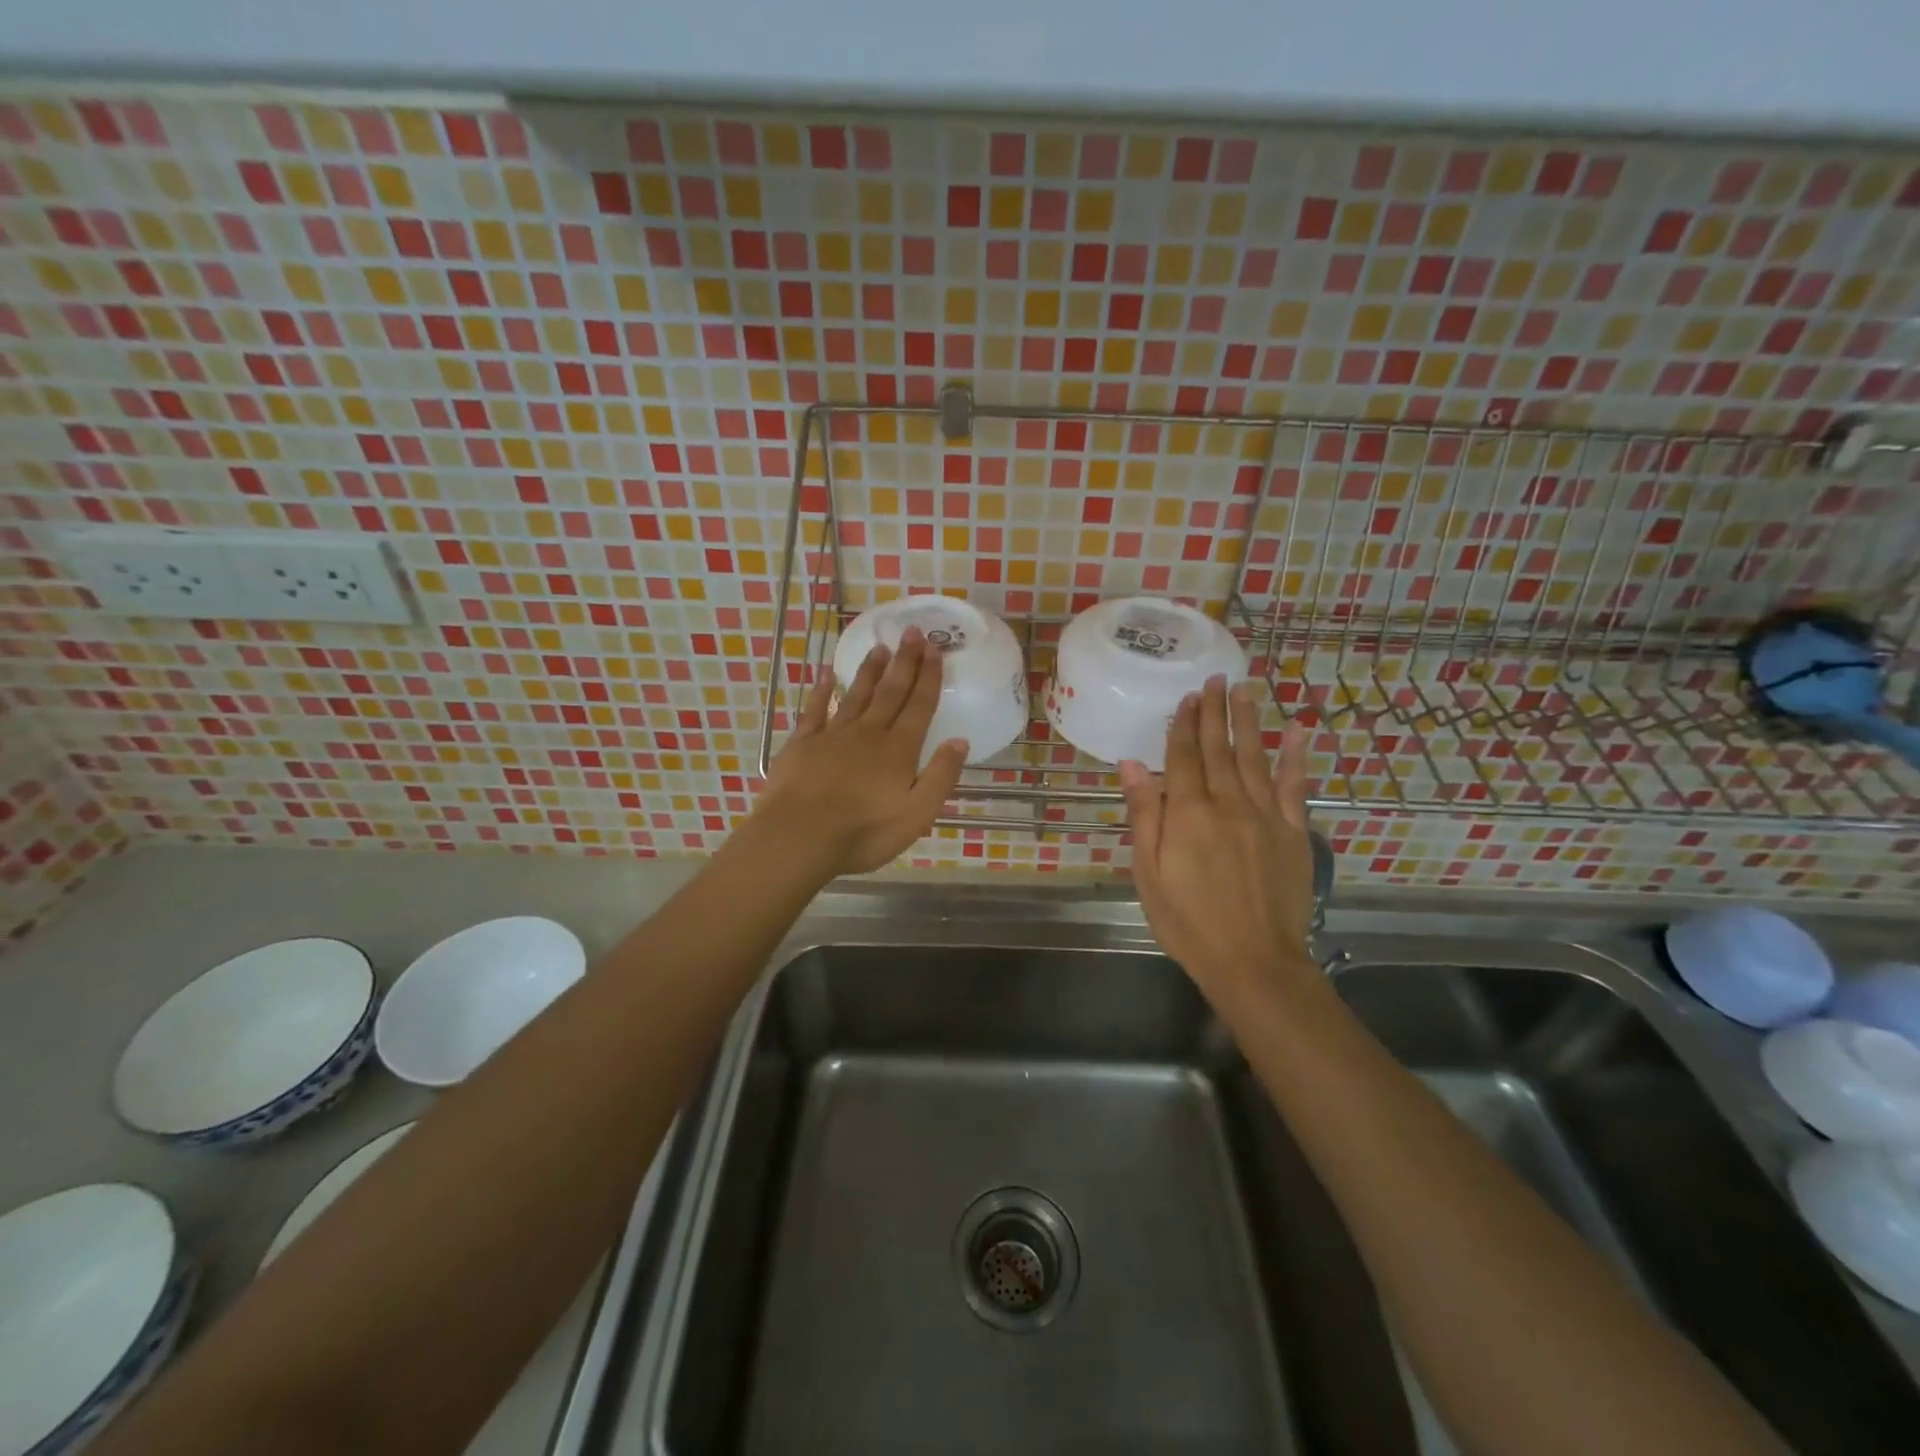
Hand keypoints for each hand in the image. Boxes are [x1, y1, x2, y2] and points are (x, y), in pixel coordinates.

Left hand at [752, 628, 966, 877]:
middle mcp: (868, 733)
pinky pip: (815, 709)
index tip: (935, 649)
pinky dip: (822, 690)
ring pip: (857, 695)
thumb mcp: (916, 815)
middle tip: (912, 632)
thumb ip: (940, 776)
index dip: (929, 677)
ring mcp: (833, 735)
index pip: (919, 706)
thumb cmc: (864, 832)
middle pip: (891, 691)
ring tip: (880, 647)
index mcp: (898, 750)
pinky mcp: (802, 743)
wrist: (799, 836)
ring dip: (870, 670)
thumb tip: (959, 741)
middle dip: (904, 662)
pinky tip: (827, 674)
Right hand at [1119, 677, 1318, 1010]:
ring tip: (1245, 689)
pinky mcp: (1294, 832)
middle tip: (1215, 679)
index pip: (1182, 757)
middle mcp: (1228, 802)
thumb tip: (1132, 764)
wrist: (1253, 961)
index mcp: (1188, 813)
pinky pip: (1295, 786)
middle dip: (1214, 712)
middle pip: (1218, 748)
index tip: (1187, 697)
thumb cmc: (1188, 922)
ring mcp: (1266, 815)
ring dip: (1248, 721)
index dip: (1184, 725)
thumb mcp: (1148, 873)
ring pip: (1255, 756)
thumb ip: (1144, 815)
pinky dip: (1296, 757)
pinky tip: (1298, 732)